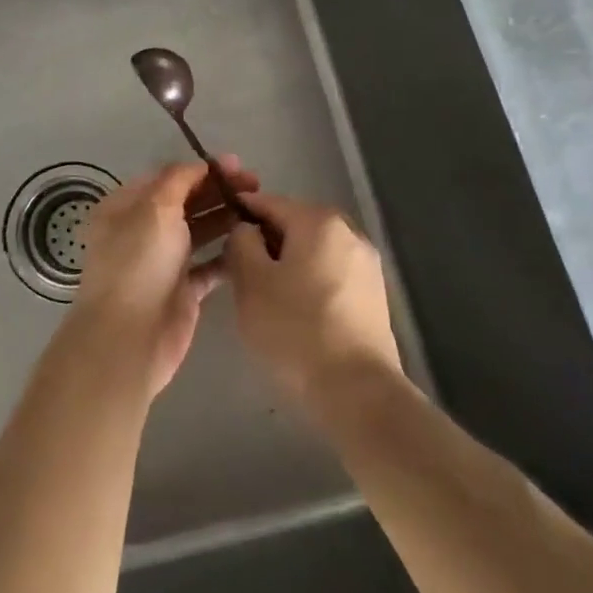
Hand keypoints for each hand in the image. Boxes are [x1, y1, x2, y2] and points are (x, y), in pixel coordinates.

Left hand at [72, 157, 258, 397]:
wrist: (130, 337)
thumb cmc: (138, 263)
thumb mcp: (154, 208)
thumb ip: (178, 180)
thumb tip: (199, 165)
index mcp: (125, 207)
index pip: (167, 178)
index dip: (201, 169)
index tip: (237, 165)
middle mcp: (141, 231)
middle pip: (185, 203)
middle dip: (218, 192)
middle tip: (256, 186)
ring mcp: (162, 262)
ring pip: (199, 232)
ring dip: (226, 219)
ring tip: (259, 210)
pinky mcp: (182, 290)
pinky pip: (209, 265)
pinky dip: (228, 254)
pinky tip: (253, 243)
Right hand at [225, 193, 401, 401]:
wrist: (357, 391)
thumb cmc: (295, 329)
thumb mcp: (251, 281)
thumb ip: (241, 242)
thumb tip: (247, 230)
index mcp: (319, 221)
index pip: (269, 202)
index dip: (240, 211)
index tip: (218, 227)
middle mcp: (349, 232)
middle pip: (294, 224)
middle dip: (265, 240)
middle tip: (238, 268)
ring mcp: (367, 264)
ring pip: (313, 250)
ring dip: (287, 261)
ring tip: (264, 292)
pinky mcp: (374, 294)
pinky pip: (330, 273)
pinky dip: (309, 280)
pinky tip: (294, 309)